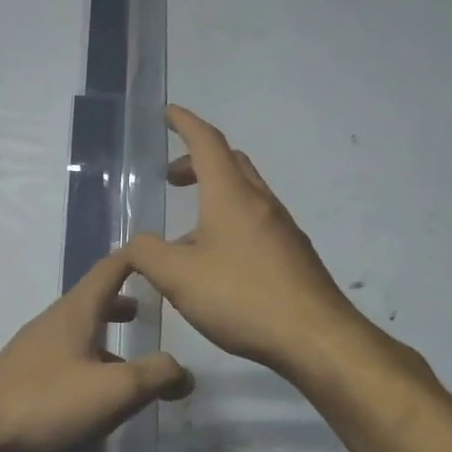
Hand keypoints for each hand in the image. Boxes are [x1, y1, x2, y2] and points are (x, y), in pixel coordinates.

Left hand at [0, 247, 191, 451]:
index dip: (136, 258)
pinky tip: (98, 397)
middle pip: (92, 301)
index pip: (109, 269)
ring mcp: (33, 351)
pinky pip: (65, 360)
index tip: (162, 252)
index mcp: (74, 313)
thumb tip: (183, 371)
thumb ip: (154, 376)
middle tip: (152, 310)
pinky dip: (90, 364)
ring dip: (107, 338)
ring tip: (134, 361)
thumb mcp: (113, 391)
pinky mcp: (22, 379)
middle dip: (122, 301)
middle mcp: (51, 323)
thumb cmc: (47, 405)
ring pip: (79, 333)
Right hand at [131, 107, 396, 380]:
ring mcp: (281, 229)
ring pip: (243, 194)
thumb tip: (135, 244)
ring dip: (212, 196)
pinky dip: (228, 223)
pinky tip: (214, 264)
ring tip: (183, 234)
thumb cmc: (242, 297)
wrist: (316, 338)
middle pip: (229, 163)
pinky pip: (254, 222)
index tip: (168, 114)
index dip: (185, 123)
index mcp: (231, 195)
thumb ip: (147, 254)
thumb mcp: (178, 277)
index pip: (207, 142)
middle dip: (197, 161)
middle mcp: (259, 202)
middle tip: (171, 178)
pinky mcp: (292, 255)